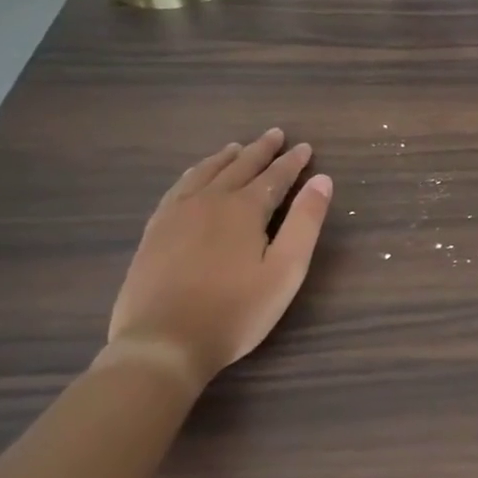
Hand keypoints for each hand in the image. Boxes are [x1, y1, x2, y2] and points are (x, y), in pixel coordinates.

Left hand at [102, 129, 331, 388]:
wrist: (162, 343)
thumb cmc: (235, 311)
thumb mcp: (285, 270)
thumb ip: (305, 222)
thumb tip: (322, 180)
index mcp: (245, 209)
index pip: (275, 176)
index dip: (292, 162)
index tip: (305, 147)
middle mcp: (210, 201)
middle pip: (240, 167)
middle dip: (261, 150)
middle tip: (275, 134)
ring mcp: (176, 214)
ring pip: (205, 173)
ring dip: (226, 158)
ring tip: (237, 147)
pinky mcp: (155, 231)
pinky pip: (177, 188)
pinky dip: (193, 174)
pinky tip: (194, 177)